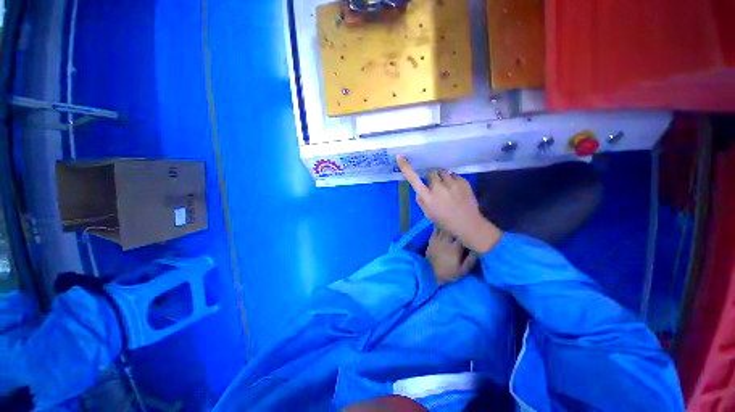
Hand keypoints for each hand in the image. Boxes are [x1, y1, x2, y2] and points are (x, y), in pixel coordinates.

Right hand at [397, 155, 501, 252]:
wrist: (467, 223)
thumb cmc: (444, 220)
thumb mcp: (427, 213)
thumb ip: (421, 200)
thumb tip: (419, 189)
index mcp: (427, 197)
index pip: (413, 179)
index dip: (406, 167)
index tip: (400, 157)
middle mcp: (438, 187)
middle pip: (431, 172)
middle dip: (431, 177)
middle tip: (435, 186)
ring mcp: (452, 183)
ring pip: (443, 172)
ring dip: (442, 178)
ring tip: (447, 188)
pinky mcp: (463, 181)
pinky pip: (454, 175)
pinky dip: (452, 180)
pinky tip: (455, 190)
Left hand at [427, 227, 476, 284]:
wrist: (430, 274)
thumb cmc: (448, 273)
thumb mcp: (463, 270)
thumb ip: (471, 259)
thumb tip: (477, 249)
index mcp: (455, 248)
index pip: (463, 235)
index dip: (469, 231)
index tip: (473, 230)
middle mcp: (445, 241)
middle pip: (453, 228)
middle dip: (459, 225)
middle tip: (464, 223)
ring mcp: (437, 239)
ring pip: (444, 226)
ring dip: (450, 224)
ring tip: (455, 222)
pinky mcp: (431, 239)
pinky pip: (436, 229)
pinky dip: (441, 225)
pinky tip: (444, 224)